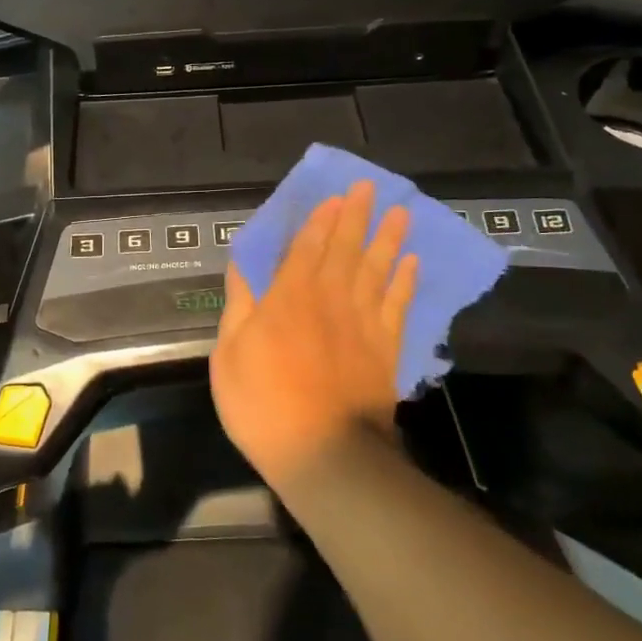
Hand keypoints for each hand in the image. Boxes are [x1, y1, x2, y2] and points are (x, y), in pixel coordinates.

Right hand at [210, 181, 418, 490]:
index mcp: (288, 298)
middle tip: (369, 187)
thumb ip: (240, 307)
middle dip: (355, 216)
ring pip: (377, 270)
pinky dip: (405, 282)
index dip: (320, 220)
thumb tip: (241, 267)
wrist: (324, 454)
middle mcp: (329, 300)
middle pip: (345, 249)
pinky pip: (398, 306)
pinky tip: (412, 263)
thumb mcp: (230, 355)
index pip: (306, 248)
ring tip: (399, 212)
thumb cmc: (263, 404)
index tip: (334, 196)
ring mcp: (362, 323)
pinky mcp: (385, 349)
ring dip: (388, 239)